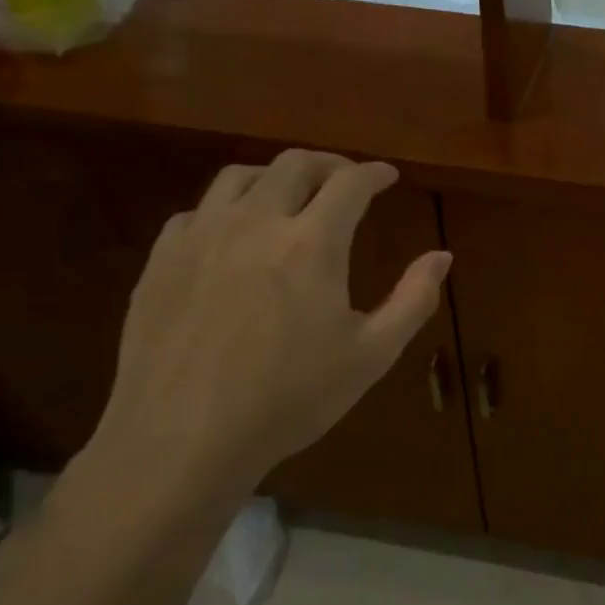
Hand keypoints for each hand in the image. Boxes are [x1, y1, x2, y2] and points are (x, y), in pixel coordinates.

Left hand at [84, 150, 450, 518]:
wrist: (182, 440)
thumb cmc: (290, 400)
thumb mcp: (371, 355)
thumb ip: (413, 299)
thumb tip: (443, 256)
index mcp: (312, 243)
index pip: (350, 182)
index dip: (374, 173)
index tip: (388, 177)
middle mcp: (255, 222)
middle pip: (294, 164)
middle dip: (328, 164)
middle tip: (346, 179)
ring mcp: (201, 237)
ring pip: (239, 177)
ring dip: (275, 176)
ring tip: (291, 196)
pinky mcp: (161, 261)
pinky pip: (198, 212)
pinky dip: (227, 209)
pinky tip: (234, 236)